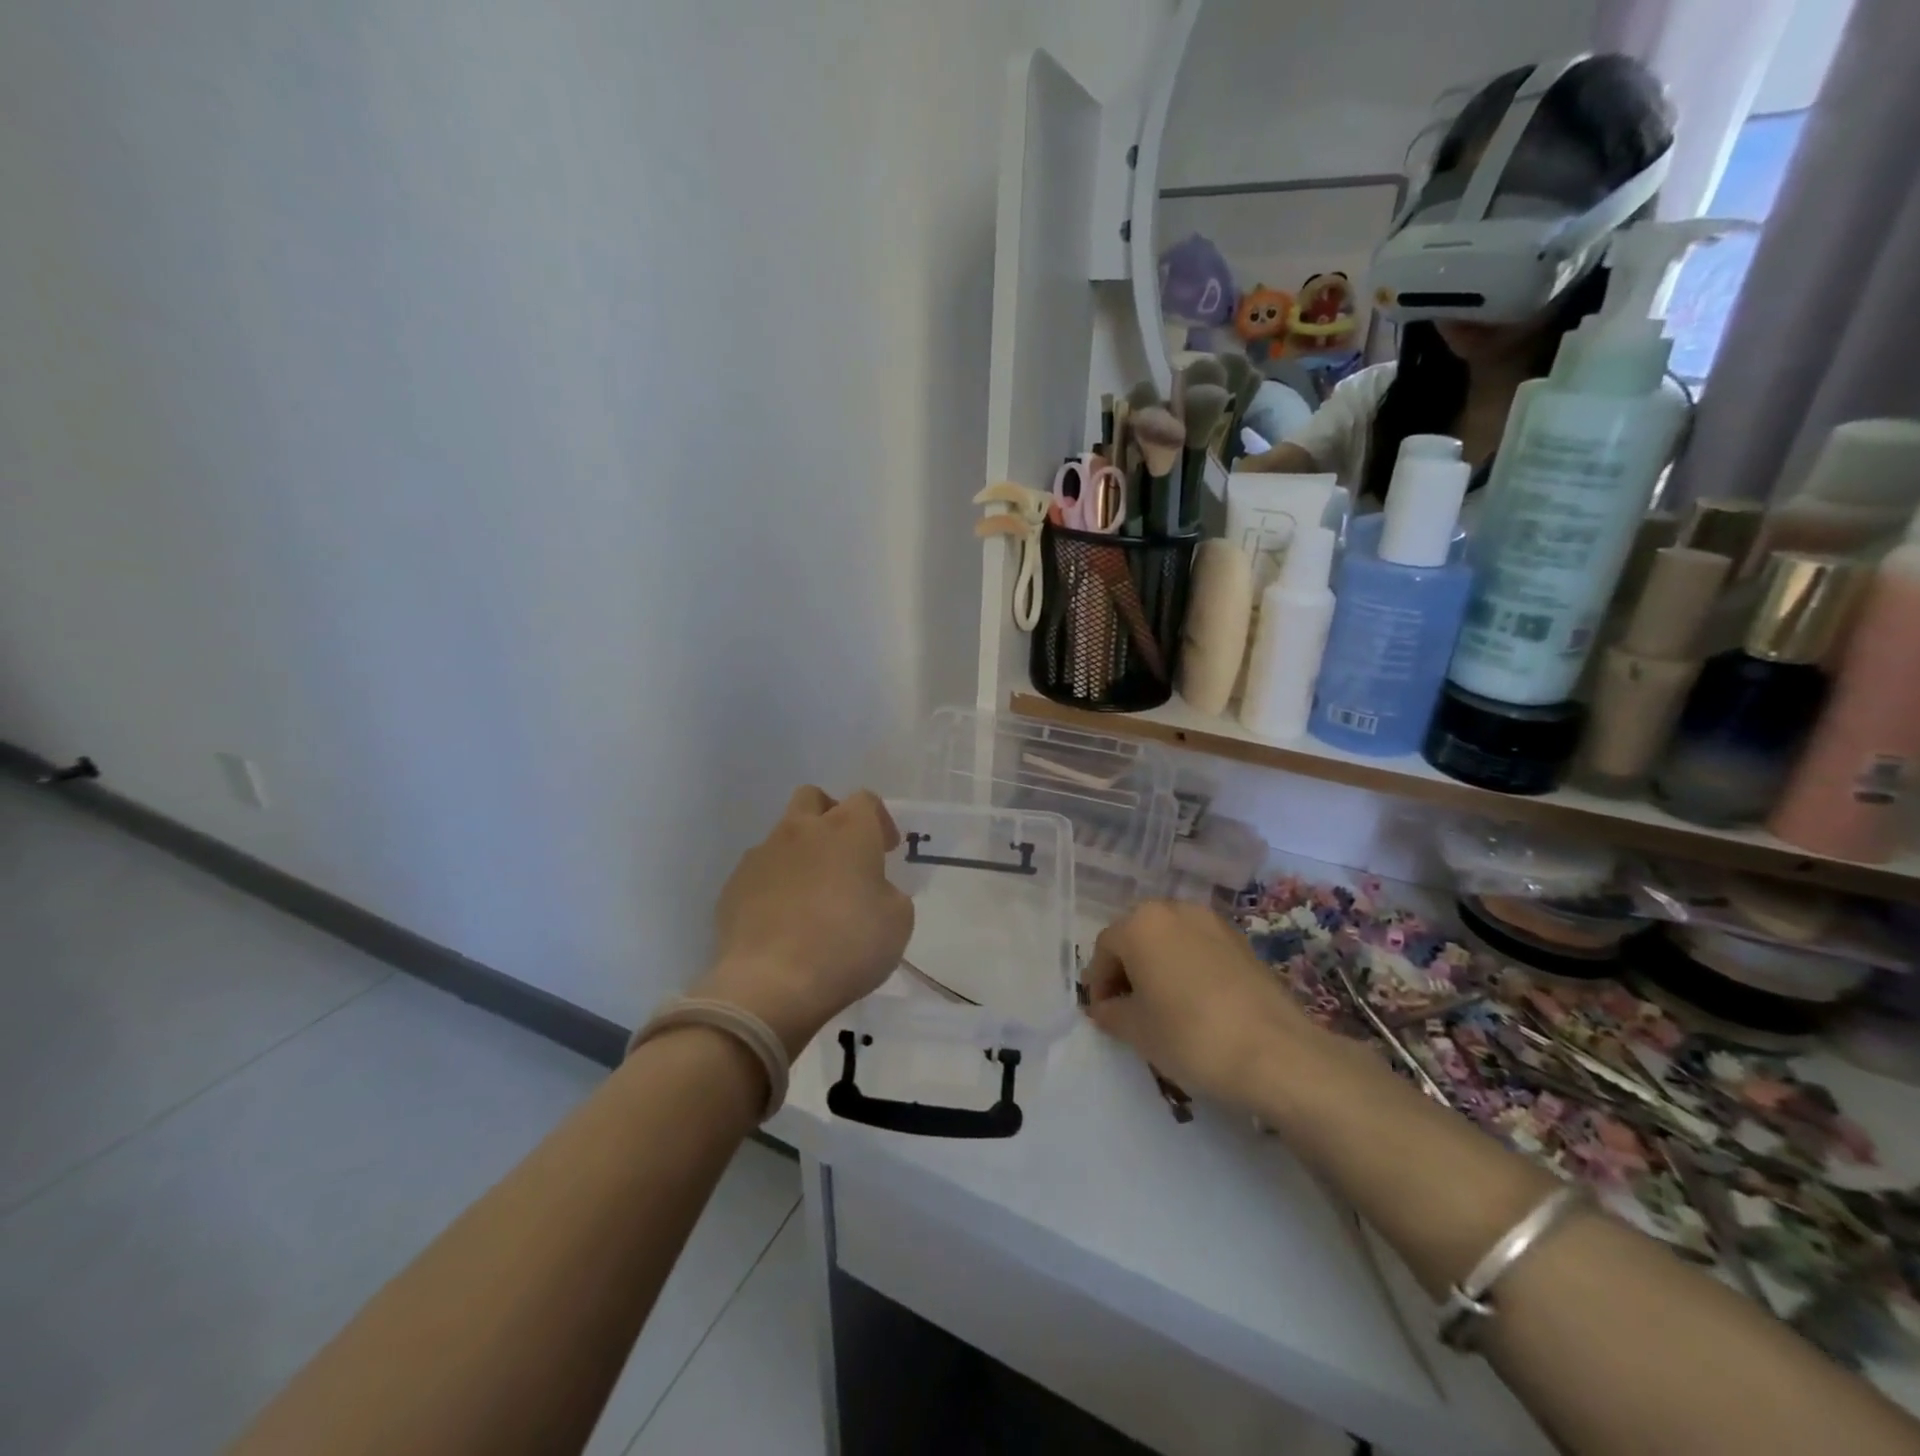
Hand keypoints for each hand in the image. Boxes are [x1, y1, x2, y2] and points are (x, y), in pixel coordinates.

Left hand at [694, 787, 913, 1058]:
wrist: (770, 985)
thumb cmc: (847, 946)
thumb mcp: (897, 921)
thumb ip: (888, 892)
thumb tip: (872, 889)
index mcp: (847, 829)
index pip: (865, 800)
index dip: (879, 821)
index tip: (885, 850)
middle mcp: (801, 830)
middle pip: (813, 798)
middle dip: (830, 816)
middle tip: (843, 854)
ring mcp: (761, 855)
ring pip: (782, 836)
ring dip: (800, 854)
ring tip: (810, 897)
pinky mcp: (733, 886)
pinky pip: (759, 872)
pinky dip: (774, 885)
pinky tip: (782, 921)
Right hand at [1083, 900, 1314, 1108]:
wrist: (1276, 1052)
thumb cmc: (1190, 1035)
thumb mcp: (1136, 1030)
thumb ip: (1110, 1012)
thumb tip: (1106, 1007)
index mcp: (1141, 924)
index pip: (1105, 949)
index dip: (1099, 983)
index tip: (1104, 1015)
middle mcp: (1174, 910)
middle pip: (1137, 937)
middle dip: (1128, 970)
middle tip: (1129, 1009)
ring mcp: (1212, 922)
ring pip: (1170, 940)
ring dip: (1159, 967)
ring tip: (1164, 1006)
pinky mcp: (1242, 941)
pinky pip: (1200, 949)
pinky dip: (1189, 969)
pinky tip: (1196, 1004)